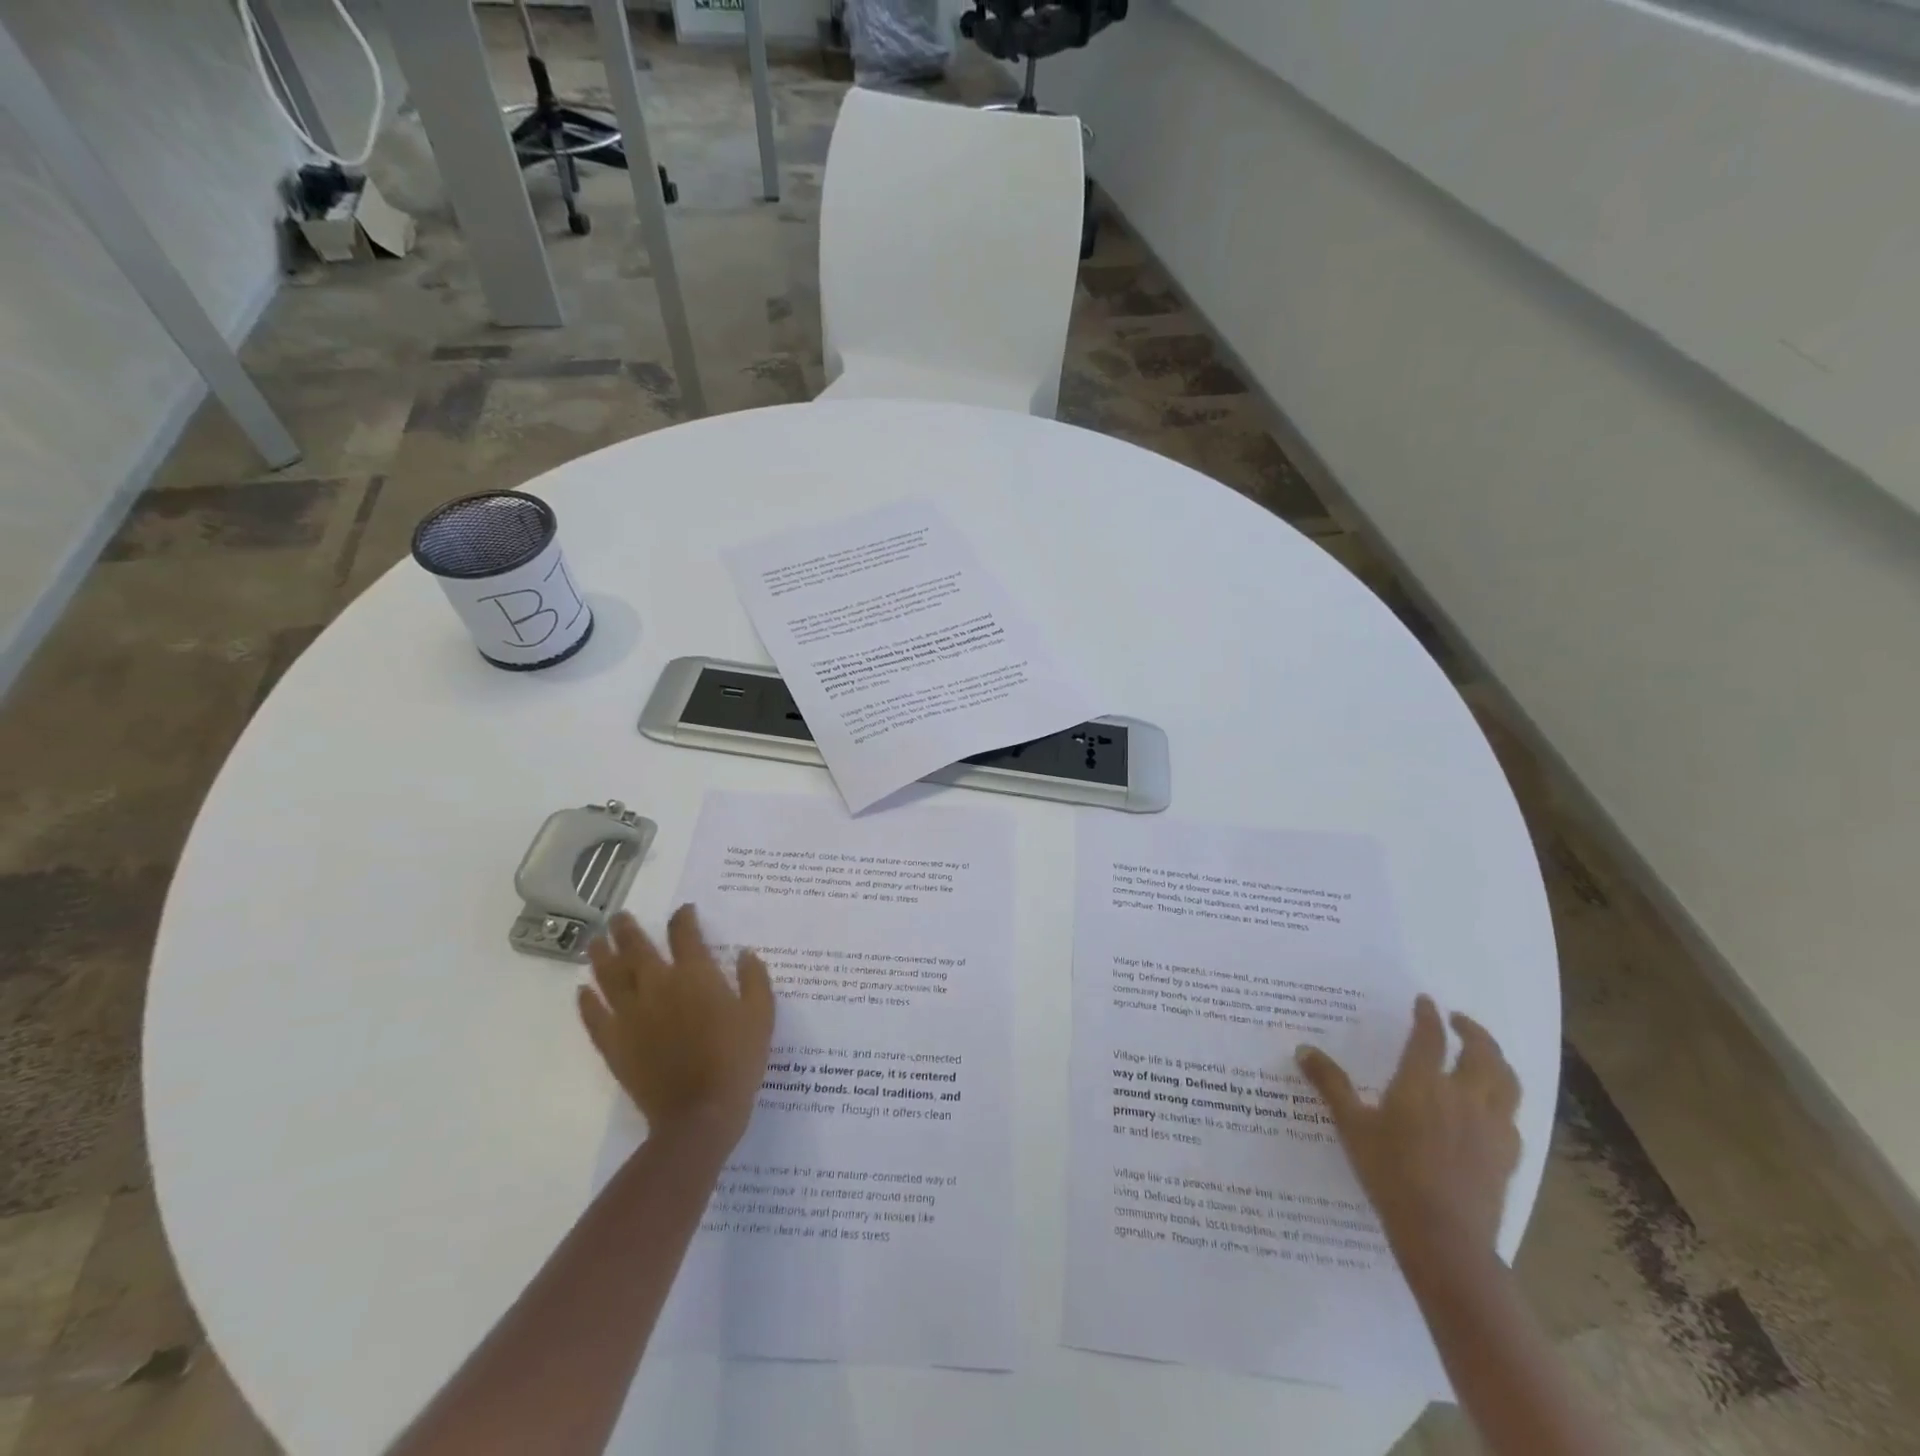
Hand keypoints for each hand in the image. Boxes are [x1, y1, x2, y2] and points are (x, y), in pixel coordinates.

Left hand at [578, 905, 775, 1150]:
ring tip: (595, 941)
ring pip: (609, 975)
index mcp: (695, 975)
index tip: (684, 911)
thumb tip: (746, 953)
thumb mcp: (761, 1015)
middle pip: (637, 948)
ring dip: (602, 955)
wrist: (700, 1113)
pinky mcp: (614, 1043)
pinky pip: (594, 1016)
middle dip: (628, 929)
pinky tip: (582, 991)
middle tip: (619, 917)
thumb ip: (754, 979)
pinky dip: (586, 1002)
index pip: (684, 934)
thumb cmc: (737, 1060)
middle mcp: (658, 985)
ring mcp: (631, 1014)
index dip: (683, 918)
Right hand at [1296, 994, 1521, 1259]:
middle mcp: (1463, 1096)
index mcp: (1422, 1083)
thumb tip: (1304, 1049)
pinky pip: (1512, 1116)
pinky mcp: (1508, 1154)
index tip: (1425, 1002)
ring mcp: (1492, 1126)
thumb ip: (1330, 1084)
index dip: (1428, 1016)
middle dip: (1473, 1031)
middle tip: (1459, 1021)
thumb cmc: (1390, 1173)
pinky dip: (1503, 1101)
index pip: (1429, 1037)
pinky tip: (1492, 1109)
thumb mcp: (1351, 1126)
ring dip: (1497, 1060)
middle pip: (1482, 1053)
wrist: (1443, 1236)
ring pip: (1507, 1082)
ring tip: (1484, 1055)